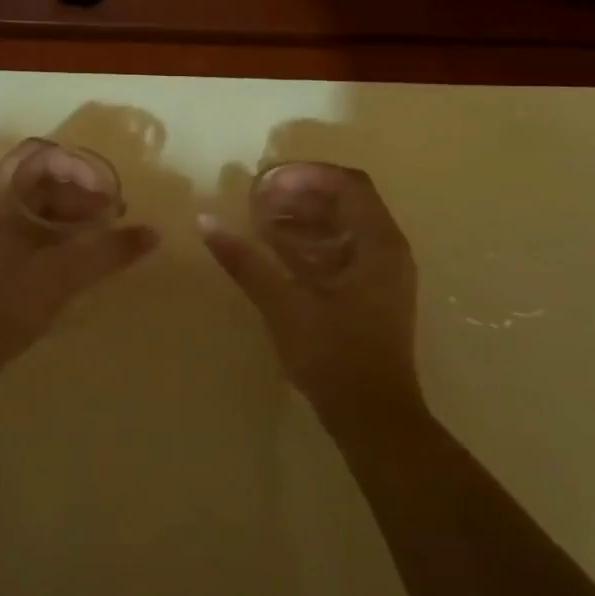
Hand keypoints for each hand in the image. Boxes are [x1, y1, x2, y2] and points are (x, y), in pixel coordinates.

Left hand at [0, 140, 159, 376]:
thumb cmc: (4, 300)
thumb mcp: (64, 273)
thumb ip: (109, 250)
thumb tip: (152, 234)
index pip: (41, 153)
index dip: (78, 165)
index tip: (105, 191)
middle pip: (39, 178)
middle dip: (80, 191)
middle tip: (111, 216)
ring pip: (32, 204)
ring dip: (69, 213)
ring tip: (99, 237)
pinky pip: (24, 227)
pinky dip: (53, 232)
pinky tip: (73, 257)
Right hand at [201, 163, 419, 413]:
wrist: (373, 419)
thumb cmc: (334, 357)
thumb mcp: (285, 305)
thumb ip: (246, 261)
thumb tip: (206, 222)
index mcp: (379, 244)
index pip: (347, 184)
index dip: (305, 175)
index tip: (265, 182)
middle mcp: (388, 249)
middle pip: (347, 199)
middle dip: (302, 192)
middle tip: (260, 197)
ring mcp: (383, 272)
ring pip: (345, 223)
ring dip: (306, 214)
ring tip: (263, 217)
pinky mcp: (372, 292)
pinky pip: (344, 247)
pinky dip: (312, 239)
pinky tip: (278, 248)